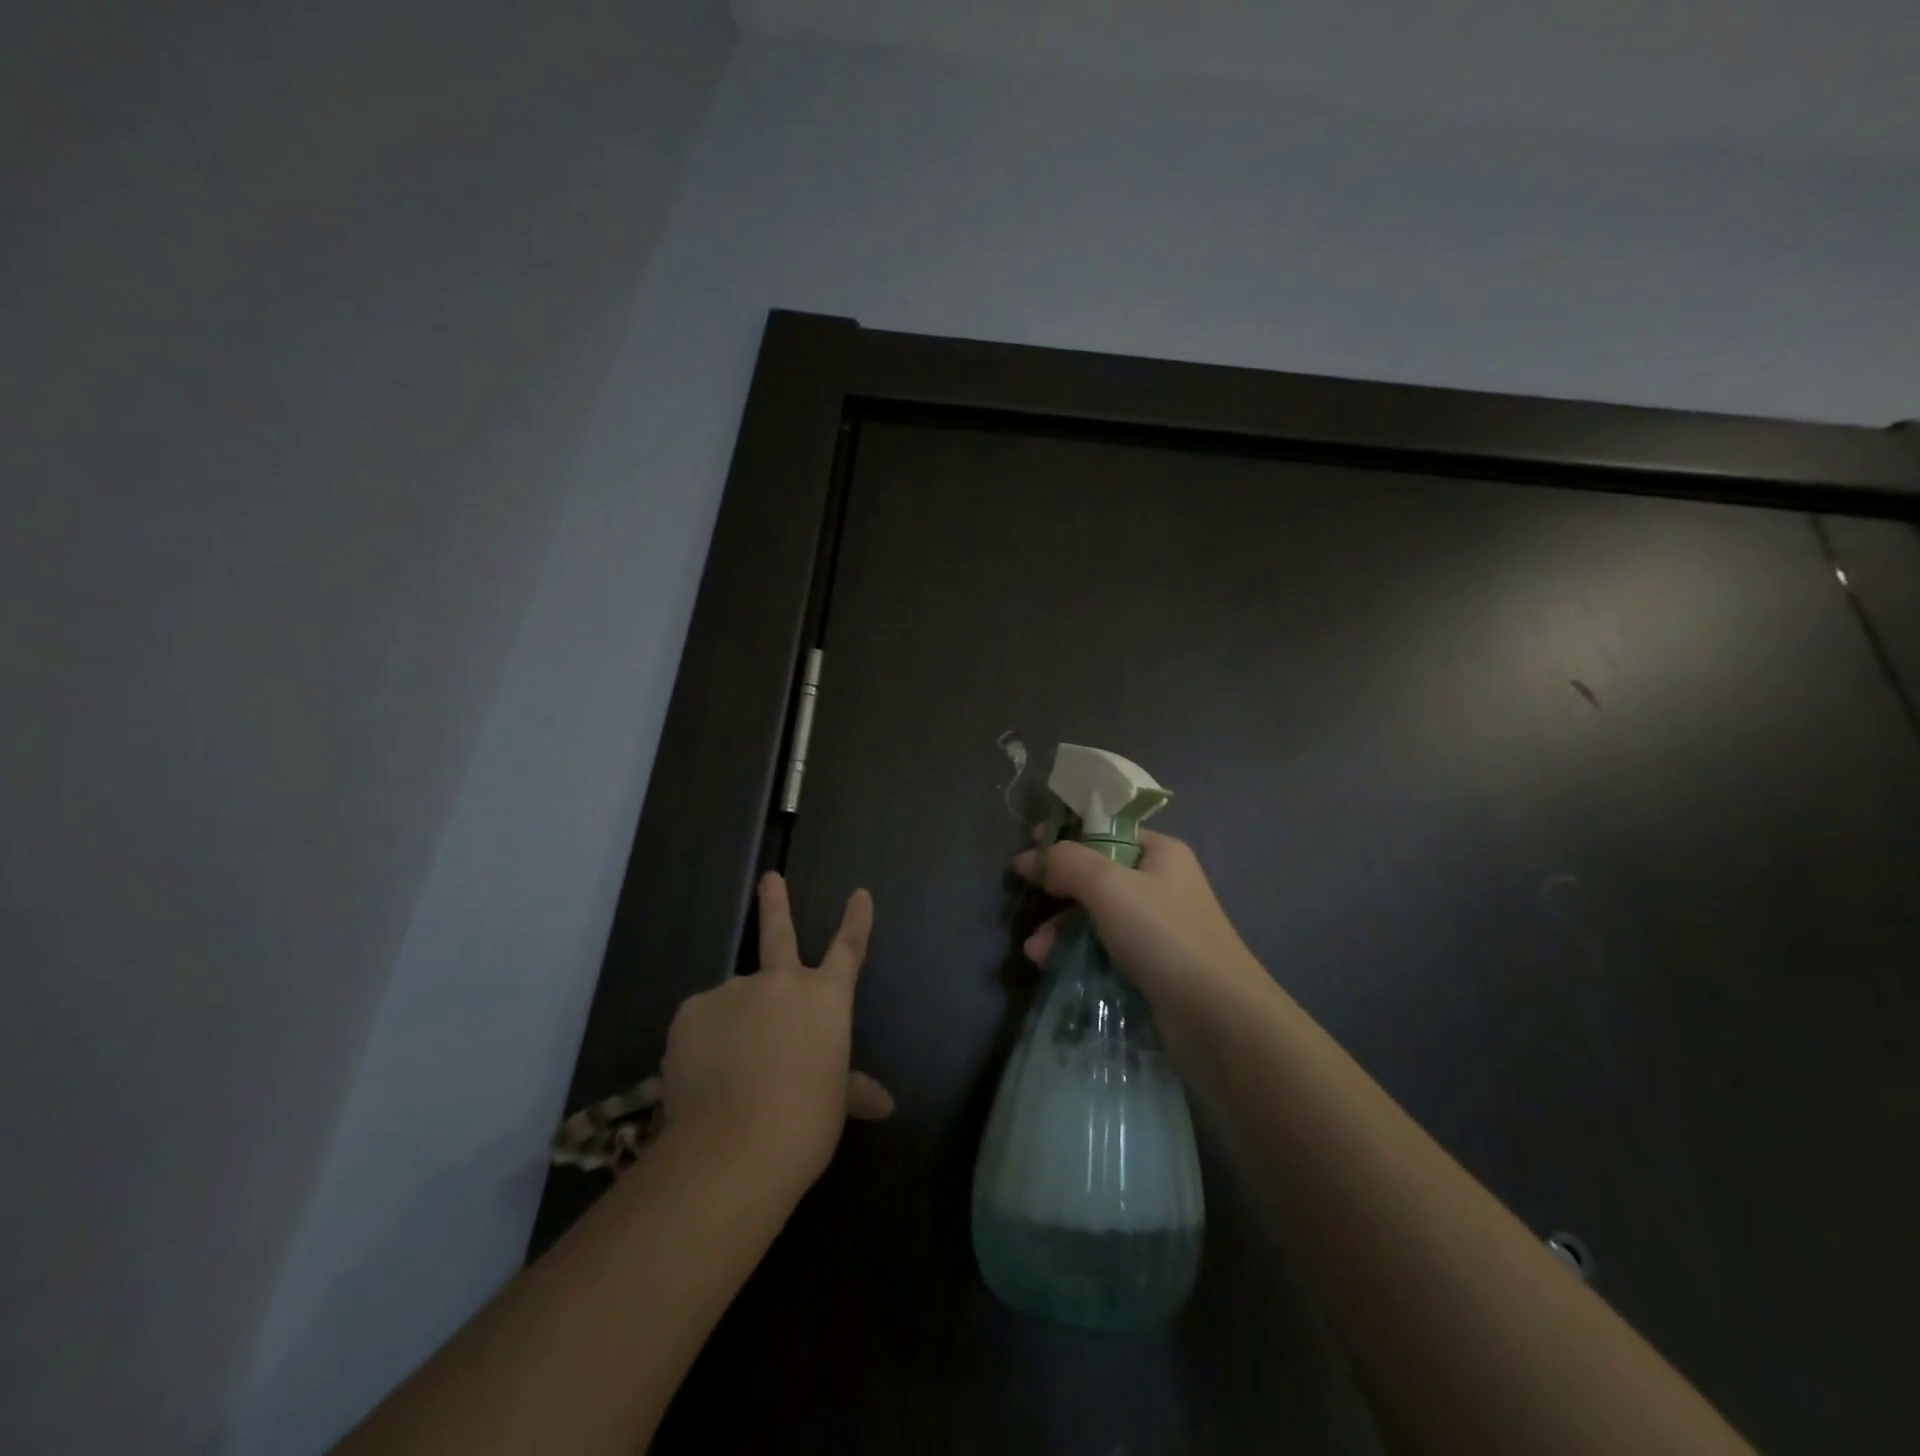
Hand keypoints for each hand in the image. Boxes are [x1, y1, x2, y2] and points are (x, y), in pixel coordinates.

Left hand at [658, 873, 892, 1197]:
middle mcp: (781, 982)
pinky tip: (703, 1075)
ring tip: (728, 1072)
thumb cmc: (804, 1123)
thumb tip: (884, 1104)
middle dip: (775, 902)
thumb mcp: (834, 1103)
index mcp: (825, 998)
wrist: (733, 1148)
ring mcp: (734, 991)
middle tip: (769, 878)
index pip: (849, 948)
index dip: (856, 920)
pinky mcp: (692, 1010)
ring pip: (735, 999)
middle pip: (778, 932)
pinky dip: (705, 1041)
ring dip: (736, 1022)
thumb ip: (851, 1089)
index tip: (859, 893)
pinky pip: (703, 1022)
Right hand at [1013, 830, 1272, 1024]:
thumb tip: (1030, 857)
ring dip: (1061, 928)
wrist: (1218, 1018)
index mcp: (1160, 852)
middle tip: (1029, 903)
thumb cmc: (1164, 936)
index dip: (1066, 837)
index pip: (1105, 830)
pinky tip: (1052, 966)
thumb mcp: (1108, 886)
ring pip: (1096, 914)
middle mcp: (1160, 883)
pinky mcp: (1152, 964)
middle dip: (1058, 891)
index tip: (1028, 852)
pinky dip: (1077, 952)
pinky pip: (1105, 947)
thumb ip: (1066, 862)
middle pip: (1096, 874)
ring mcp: (1157, 926)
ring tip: (1035, 952)